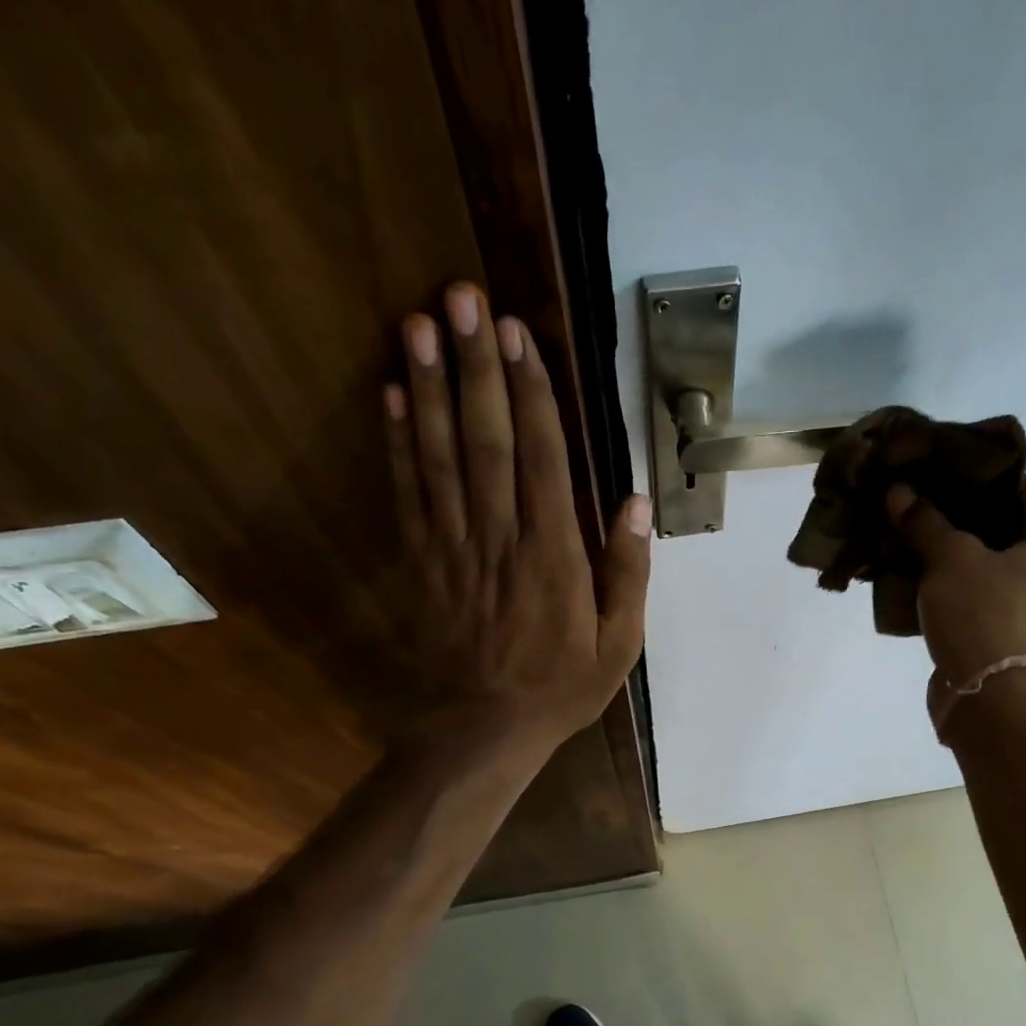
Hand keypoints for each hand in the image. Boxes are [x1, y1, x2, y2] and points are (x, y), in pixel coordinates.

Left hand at [377, 283, 650, 747]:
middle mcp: (500, 539)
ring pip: (440, 458)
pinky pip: (408, 495)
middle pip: (486, 442)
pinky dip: (397, 444)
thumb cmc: (561, 686)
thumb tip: (635, 502)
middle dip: (475, 367)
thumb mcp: (619, 643)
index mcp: (553, 557)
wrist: (486, 728)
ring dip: (428, 388)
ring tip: (418, 323)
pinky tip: (390, 396)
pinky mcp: (422, 562)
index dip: (530, 394)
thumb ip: (627, 572)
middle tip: (461, 298)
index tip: (518, 335)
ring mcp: (454, 548)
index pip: (542, 460)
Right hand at [885, 473, 1025, 695]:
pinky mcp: (1001, 628)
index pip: (1025, 487)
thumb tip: (897, 491)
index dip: (983, 473)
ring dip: (949, 547)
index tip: (944, 467)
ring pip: (984, 560)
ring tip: (910, 530)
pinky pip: (974, 590)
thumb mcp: (950, 559)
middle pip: (1003, 524)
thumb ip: (925, 521)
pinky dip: (947, 579)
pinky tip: (912, 569)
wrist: (986, 699)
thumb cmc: (982, 616)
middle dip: (959, 511)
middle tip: (920, 497)